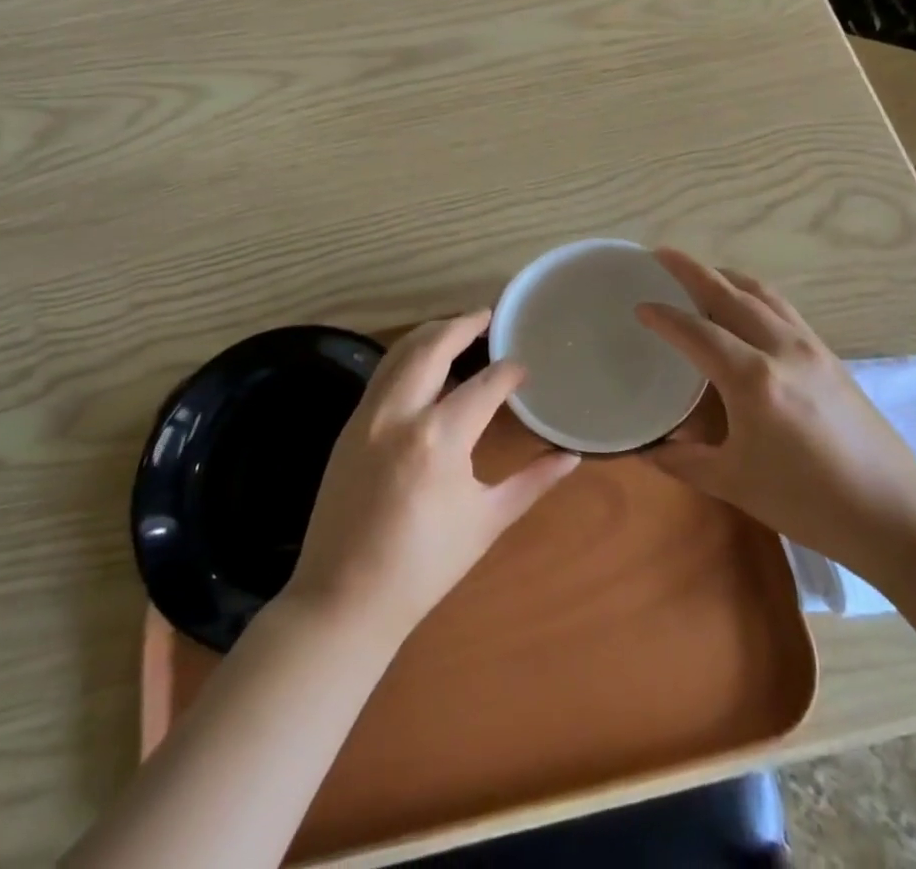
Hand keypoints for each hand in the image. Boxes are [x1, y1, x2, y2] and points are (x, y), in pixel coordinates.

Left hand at [284, 312, 578, 645]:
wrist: (344, 599)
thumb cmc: (424, 567)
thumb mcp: (486, 522)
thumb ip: (532, 483)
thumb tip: (571, 457)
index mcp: (439, 439)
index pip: (485, 385)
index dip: (509, 372)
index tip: (524, 368)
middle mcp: (400, 414)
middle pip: (432, 346)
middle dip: (463, 324)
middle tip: (488, 316)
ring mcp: (368, 416)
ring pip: (400, 353)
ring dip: (431, 334)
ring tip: (458, 328)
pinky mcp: (349, 426)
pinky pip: (382, 375)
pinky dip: (407, 358)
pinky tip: (425, 365)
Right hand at [635, 249, 915, 582]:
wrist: (895, 515)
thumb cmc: (809, 502)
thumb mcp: (736, 485)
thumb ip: (686, 461)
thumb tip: (650, 449)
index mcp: (753, 378)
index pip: (697, 332)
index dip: (664, 316)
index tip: (639, 305)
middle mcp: (781, 348)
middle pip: (730, 294)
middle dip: (692, 271)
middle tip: (660, 255)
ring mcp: (811, 347)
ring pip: (762, 294)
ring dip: (727, 277)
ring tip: (702, 273)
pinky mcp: (830, 356)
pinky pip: (784, 309)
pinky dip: (755, 295)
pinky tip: (746, 307)